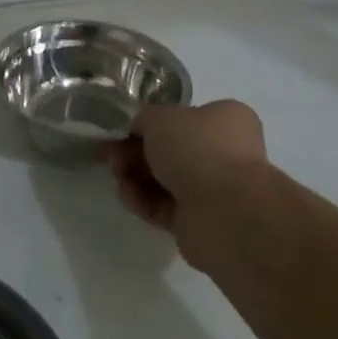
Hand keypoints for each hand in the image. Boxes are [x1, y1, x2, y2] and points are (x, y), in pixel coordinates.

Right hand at [105, 100, 271, 265]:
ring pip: (166, 179)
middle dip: (136, 152)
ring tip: (116, 177)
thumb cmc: (196, 148)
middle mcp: (226, 152)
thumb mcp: (159, 117)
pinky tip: (127, 195)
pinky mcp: (200, 222)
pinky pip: (165, 207)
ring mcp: (215, 190)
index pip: (184, 117)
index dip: (151, 123)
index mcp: (227, 119)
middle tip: (111, 156)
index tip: (123, 131)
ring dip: (136, 177)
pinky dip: (144, 201)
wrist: (223, 211)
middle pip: (172, 150)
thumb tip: (139, 131)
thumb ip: (144, 119)